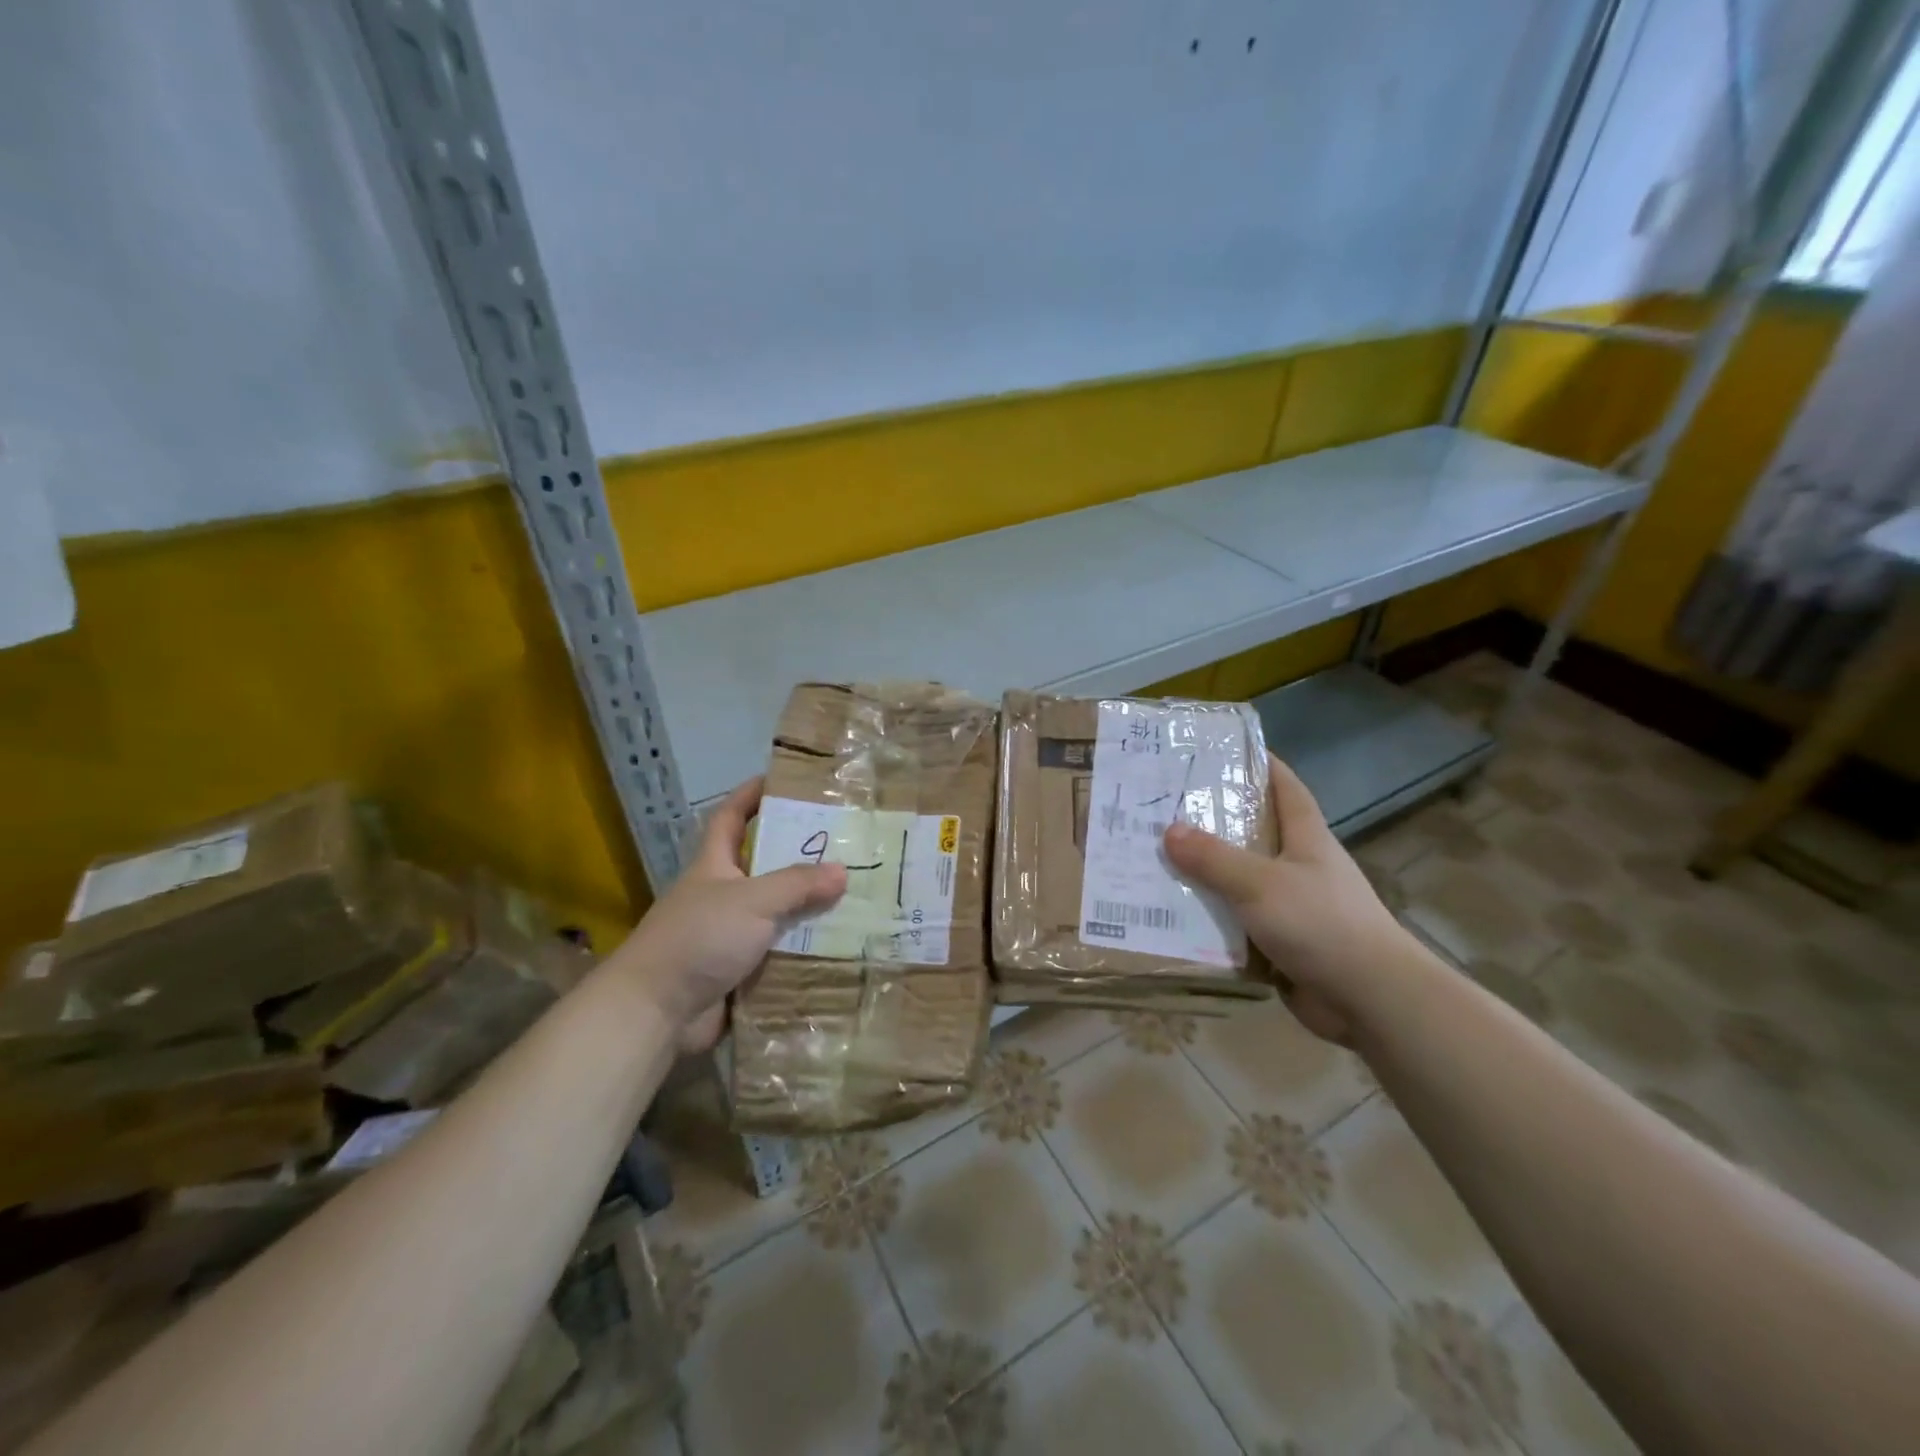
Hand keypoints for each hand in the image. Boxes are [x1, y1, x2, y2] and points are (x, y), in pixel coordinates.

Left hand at [614, 777, 846, 1052]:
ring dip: (810, 907)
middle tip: (845, 844)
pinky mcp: (740, 971)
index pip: (731, 818)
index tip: (782, 780)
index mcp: (714, 866)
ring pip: (778, 912)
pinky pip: (780, 952)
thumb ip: (797, 884)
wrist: (656, 1012)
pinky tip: (842, 945)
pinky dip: (805, 949)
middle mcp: (722, 895)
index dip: (751, 795)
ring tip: (857, 895)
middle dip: (800, 855)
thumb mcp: (751, 901)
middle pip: (765, 866)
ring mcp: (730, 935)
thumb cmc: (698, 938)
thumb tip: (842, 871)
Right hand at [1163, 752, 1413, 1043]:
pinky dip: (1209, 920)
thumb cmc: (1322, 924)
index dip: (1260, 765)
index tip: (1223, 750)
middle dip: (1212, 821)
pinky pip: (1236, 923)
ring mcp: (1292, 906)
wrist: (1370, 1000)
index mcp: (1306, 838)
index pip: (1285, 787)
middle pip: (1253, 833)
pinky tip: (1172, 916)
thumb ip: (1213, 858)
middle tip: (1163, 808)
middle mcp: (1299, 866)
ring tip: (1154, 861)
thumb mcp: (1261, 883)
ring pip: (1239, 881)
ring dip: (1204, 875)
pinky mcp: (1281, 943)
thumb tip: (1169, 831)